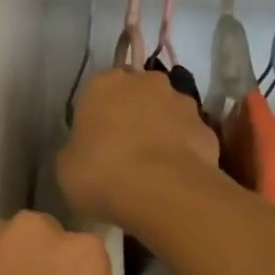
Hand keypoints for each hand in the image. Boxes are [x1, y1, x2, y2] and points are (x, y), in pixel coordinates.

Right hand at [57, 68, 220, 229]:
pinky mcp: (207, 128)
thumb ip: (76, 149)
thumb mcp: (67, 167)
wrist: (163, 192)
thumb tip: (85, 151)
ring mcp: (182, 102)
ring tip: (152, 168)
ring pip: (166, 113)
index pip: (97, 91)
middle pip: (136, 94)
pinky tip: (173, 178)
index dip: (97, 116)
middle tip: (123, 150)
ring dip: (160, 131)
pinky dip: (182, 151)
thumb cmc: (102, 174)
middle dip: (132, 115)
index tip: (94, 141)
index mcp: (103, 84)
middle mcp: (146, 82)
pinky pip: (188, 137)